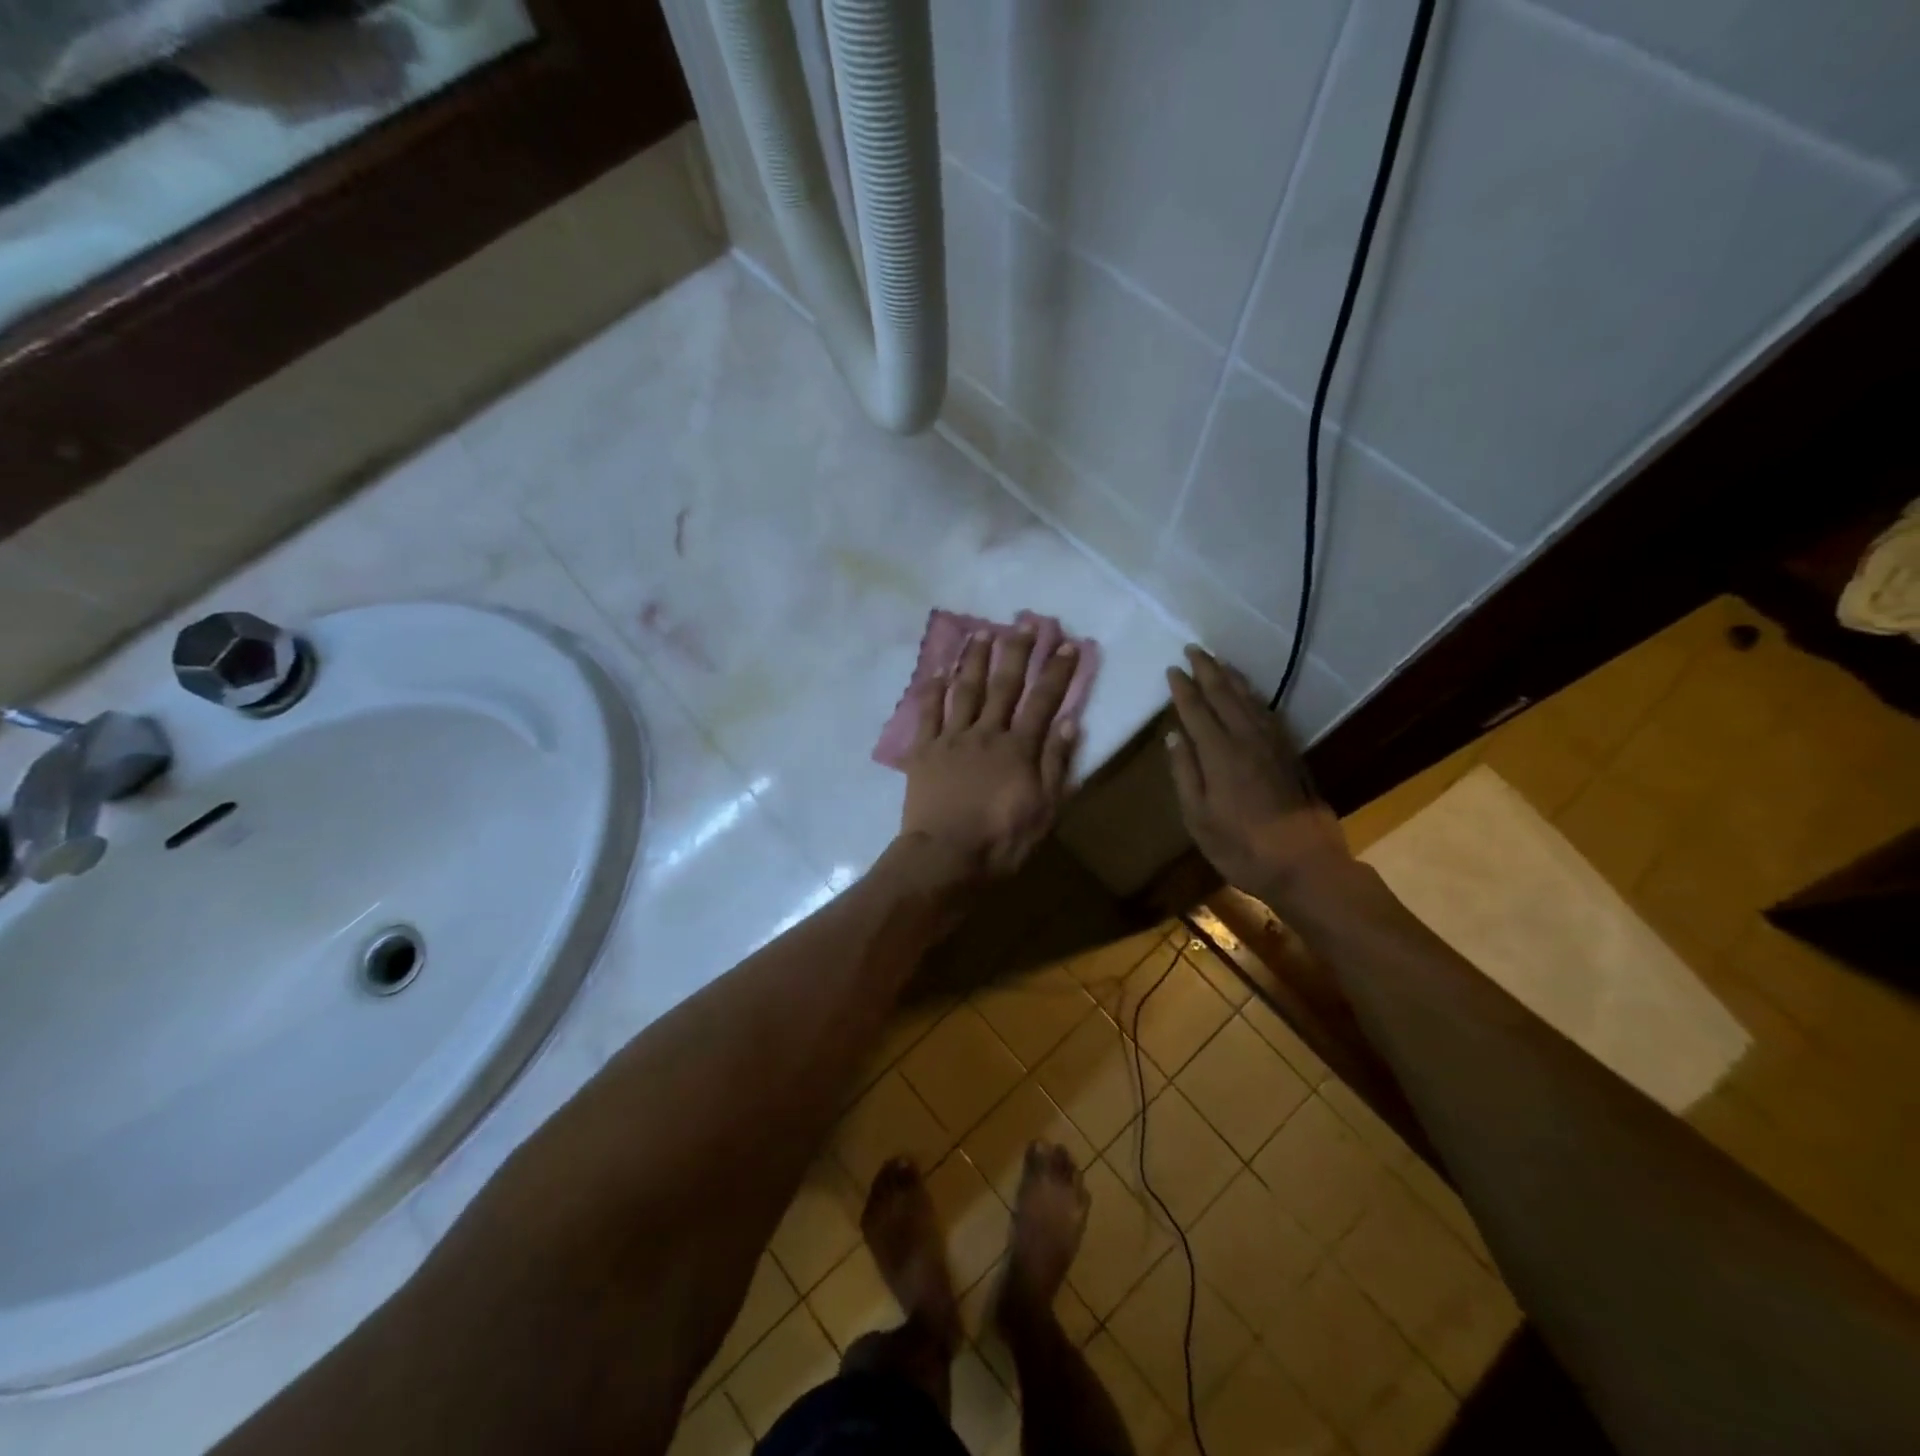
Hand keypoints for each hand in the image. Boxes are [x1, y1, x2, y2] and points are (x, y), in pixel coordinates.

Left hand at [899, 626, 1078, 879]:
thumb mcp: (1044, 810)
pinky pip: (928, 714)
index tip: (1067, 644)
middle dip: (1017, 651)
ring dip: (975, 660)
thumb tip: (1070, 722)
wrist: (945, 858)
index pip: (1043, 701)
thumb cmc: (1001, 840)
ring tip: (982, 632)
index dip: (1057, 672)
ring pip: (966, 690)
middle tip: (1025, 622)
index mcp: (1019, 748)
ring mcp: (952, 739)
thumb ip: (1056, 764)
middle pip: (1004, 685)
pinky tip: (938, 671)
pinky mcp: (924, 751)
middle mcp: (987, 733)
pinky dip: (933, 690)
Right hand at [1164, 645, 1354, 908]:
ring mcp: (1273, 745)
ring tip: (1219, 662)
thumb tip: (1174, 736)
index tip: (1172, 669)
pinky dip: (1255, 696)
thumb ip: (1185, 773)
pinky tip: (1250, 695)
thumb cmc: (1241, 847)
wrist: (1305, 864)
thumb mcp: (1198, 818)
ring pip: (1250, 700)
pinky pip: (1268, 713)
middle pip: (1224, 696)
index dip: (1183, 689)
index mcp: (1219, 754)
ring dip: (1232, 678)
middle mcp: (1246, 740)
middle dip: (1207, 671)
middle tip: (1193, 649)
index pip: (1197, 711)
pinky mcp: (1291, 754)